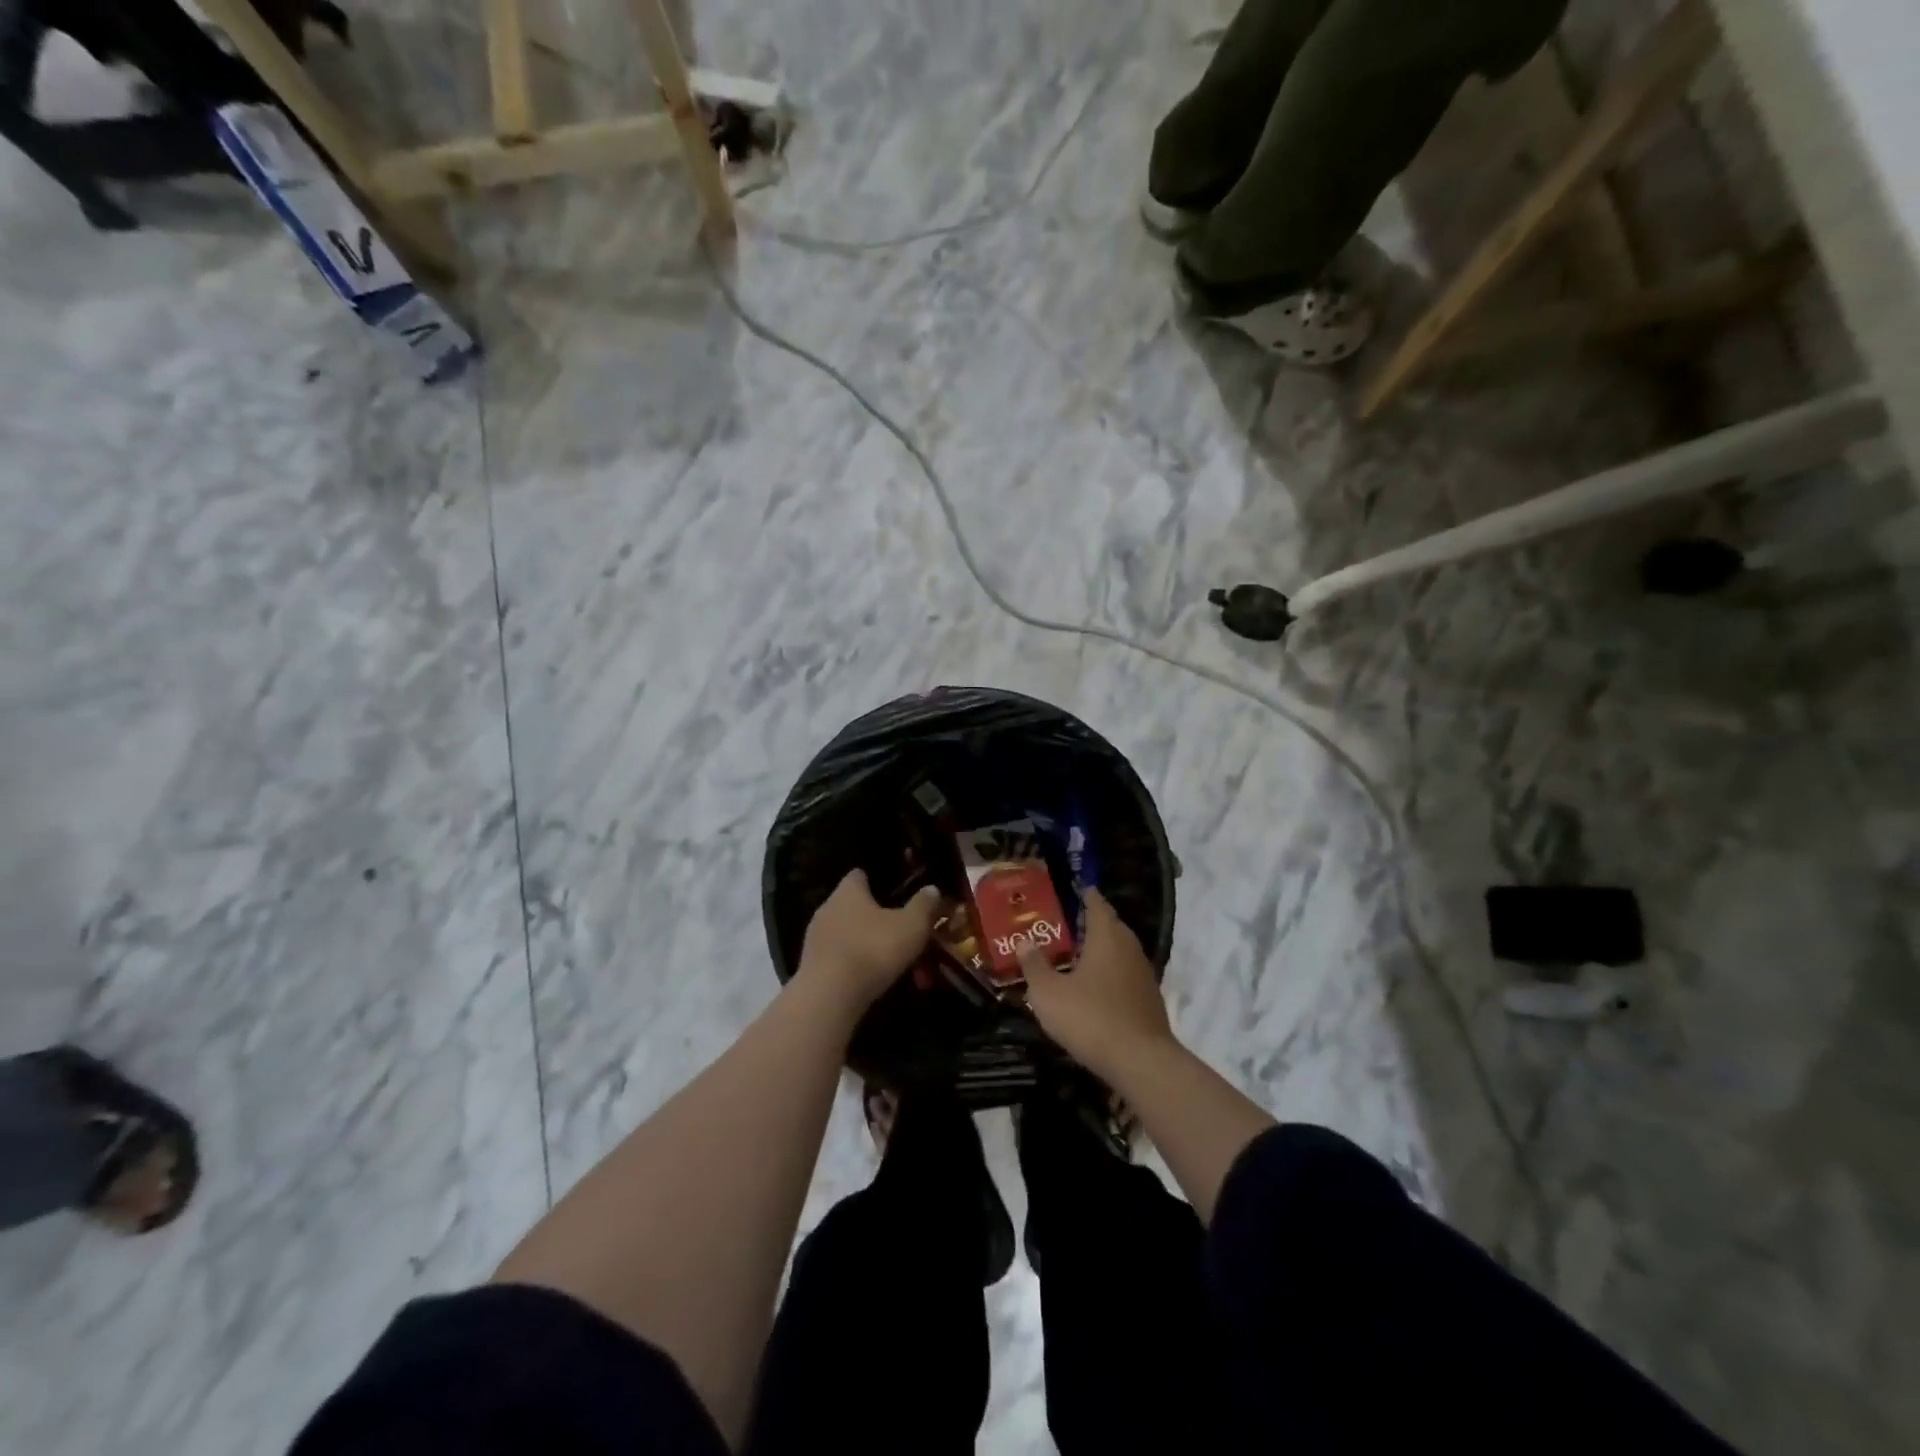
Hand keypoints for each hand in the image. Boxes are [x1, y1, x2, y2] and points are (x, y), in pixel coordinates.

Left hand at [798, 870, 940, 1014]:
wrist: (830, 995)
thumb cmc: (873, 949)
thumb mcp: (911, 926)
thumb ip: (923, 905)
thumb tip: (932, 889)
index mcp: (849, 890)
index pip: (859, 875)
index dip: (876, 881)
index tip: (895, 892)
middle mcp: (827, 907)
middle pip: (851, 904)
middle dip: (872, 915)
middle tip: (897, 928)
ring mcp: (815, 937)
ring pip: (844, 932)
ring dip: (862, 941)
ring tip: (886, 957)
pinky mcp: (810, 965)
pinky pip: (836, 956)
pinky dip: (851, 962)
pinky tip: (868, 976)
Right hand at [1023, 889, 1174, 1075]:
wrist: (1141, 1061)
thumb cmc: (1090, 1018)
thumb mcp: (1049, 994)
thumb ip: (1034, 966)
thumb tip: (1023, 941)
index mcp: (1106, 937)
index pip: (1097, 904)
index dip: (1086, 895)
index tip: (1076, 889)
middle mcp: (1129, 948)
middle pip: (1112, 926)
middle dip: (1093, 922)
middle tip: (1069, 922)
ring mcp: (1143, 974)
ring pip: (1121, 951)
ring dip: (1102, 949)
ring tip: (1079, 953)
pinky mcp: (1149, 999)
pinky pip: (1126, 974)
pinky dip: (1111, 972)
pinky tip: (1096, 987)